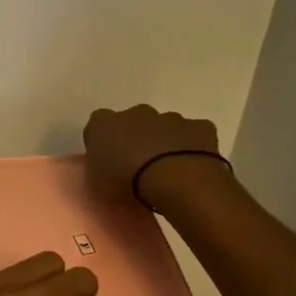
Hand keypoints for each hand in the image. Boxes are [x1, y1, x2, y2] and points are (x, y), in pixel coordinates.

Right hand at [83, 104, 222, 204]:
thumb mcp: (96, 182)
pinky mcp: (199, 127)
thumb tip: (105, 164)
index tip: (108, 160)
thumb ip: (98, 166)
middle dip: (136, 138)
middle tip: (139, 166)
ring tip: (167, 170)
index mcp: (104, 123)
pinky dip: (192, 146)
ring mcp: (170, 117)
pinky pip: (194, 134)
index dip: (103, 141)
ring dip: (164, 142)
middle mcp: (136, 112)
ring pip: (165, 126)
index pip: (98, 124)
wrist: (174, 180)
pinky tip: (191, 166)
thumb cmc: (126, 182)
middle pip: (134, 121)